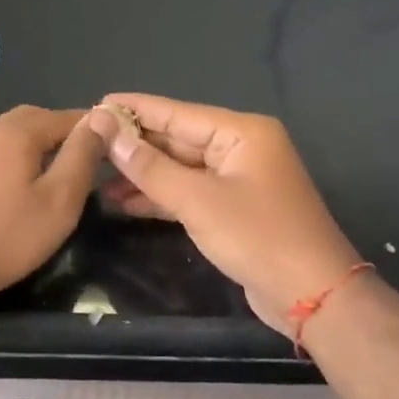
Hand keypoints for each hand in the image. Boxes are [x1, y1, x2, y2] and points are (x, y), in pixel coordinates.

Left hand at [0, 106, 106, 311]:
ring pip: (9, 136)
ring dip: (35, 145)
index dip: (92, 128)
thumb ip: (81, 157)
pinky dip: (12, 160)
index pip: (65, 116)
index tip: (113, 145)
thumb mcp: (58, 201)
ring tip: (55, 172)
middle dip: (62, 132)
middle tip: (85, 156)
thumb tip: (102, 119)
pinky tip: (17, 187)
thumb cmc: (5, 238)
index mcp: (17, 132)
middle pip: (34, 119)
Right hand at [89, 94, 362, 334]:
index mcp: (241, 132)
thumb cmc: (257, 237)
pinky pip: (189, 191)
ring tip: (96, 177)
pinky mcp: (233, 208)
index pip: (176, 113)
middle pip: (177, 139)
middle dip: (134, 145)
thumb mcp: (197, 201)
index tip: (96, 104)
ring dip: (142, 174)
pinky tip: (124, 202)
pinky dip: (160, 196)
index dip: (134, 110)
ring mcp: (237, 179)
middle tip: (87, 144)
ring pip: (180, 168)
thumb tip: (107, 131)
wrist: (311, 294)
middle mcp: (240, 148)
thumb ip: (149, 167)